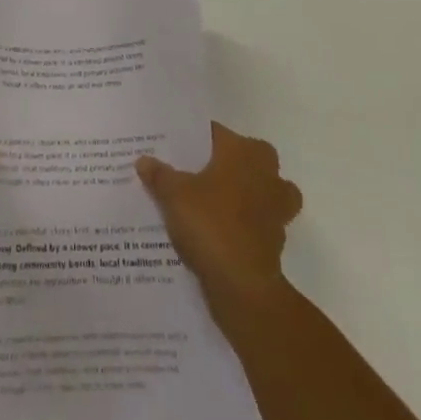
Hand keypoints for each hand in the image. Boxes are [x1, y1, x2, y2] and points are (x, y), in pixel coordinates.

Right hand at [136, 122, 302, 311]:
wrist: (243, 286)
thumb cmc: (210, 224)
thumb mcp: (174, 195)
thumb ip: (159, 174)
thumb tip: (143, 160)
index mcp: (243, 151)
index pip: (216, 133)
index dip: (193, 140)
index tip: (175, 149)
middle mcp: (266, 172)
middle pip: (244, 157)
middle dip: (225, 163)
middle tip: (194, 172)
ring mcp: (277, 207)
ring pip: (260, 189)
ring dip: (243, 194)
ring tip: (213, 202)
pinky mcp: (276, 238)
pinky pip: (259, 221)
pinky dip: (244, 224)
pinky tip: (220, 233)